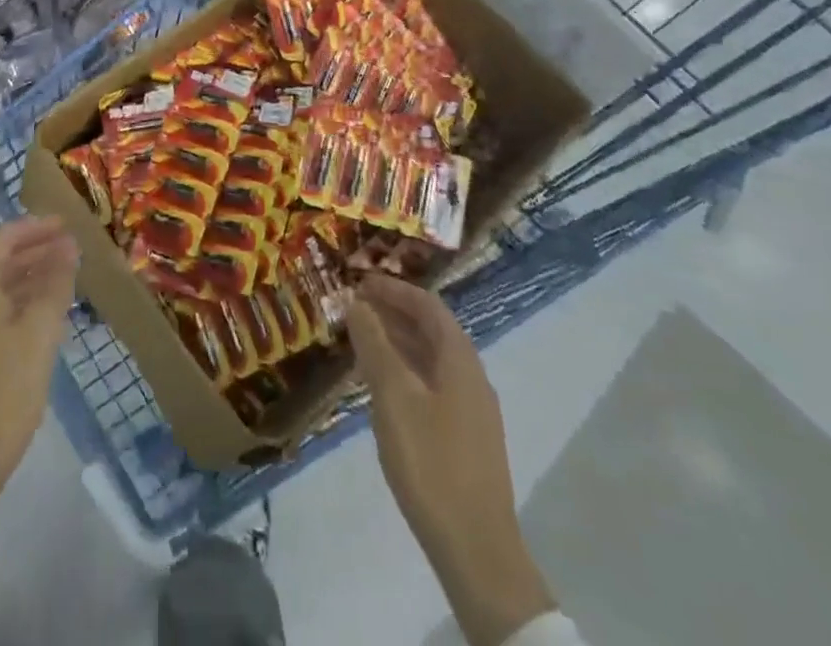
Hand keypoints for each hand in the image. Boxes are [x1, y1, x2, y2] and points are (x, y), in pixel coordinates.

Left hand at [0, 217, 78, 511]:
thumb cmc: (6, 387)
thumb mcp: (40, 330)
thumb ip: (55, 282)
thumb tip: (69, 247)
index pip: (1, 239)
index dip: (34, 227)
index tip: (66, 225)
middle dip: (35, 249)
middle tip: (71, 246)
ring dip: (31, 274)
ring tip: (67, 271)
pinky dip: (22, 299)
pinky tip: (49, 307)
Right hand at [348, 274, 554, 645]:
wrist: (476, 550)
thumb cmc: (431, 462)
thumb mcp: (393, 396)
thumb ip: (374, 345)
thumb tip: (357, 303)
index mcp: (460, 360)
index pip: (428, 305)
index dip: (394, 289)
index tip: (360, 281)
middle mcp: (471, 377)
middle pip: (432, 330)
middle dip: (393, 313)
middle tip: (353, 307)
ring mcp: (471, 410)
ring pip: (431, 359)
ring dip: (397, 342)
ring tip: (359, 341)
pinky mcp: (465, 439)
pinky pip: (432, 385)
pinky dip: (405, 372)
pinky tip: (380, 388)